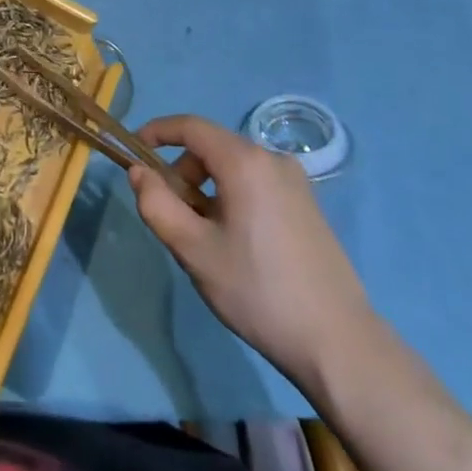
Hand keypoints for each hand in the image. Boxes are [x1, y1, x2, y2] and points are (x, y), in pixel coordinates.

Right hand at [128, 113, 375, 385]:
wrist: (338, 344)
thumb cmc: (258, 291)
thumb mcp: (194, 251)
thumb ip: (157, 205)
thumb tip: (138, 172)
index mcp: (244, 162)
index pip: (190, 126)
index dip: (157, 132)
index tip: (133, 150)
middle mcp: (272, 160)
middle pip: (212, 147)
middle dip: (181, 171)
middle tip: (170, 214)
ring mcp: (295, 182)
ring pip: (234, 167)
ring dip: (206, 188)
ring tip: (201, 237)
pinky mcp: (307, 205)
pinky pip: (256, 183)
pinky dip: (231, 196)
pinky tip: (233, 242)